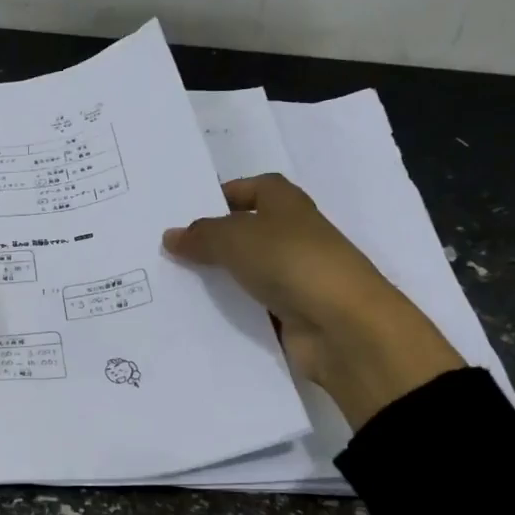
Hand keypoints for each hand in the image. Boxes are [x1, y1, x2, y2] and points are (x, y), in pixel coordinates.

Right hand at [163, 174, 462, 425]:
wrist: (344, 327)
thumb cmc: (291, 262)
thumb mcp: (236, 238)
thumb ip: (201, 235)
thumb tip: (171, 236)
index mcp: (288, 204)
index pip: (255, 188)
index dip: (225, 194)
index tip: (189, 211)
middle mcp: (294, 235)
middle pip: (248, 231)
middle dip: (214, 239)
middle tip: (170, 250)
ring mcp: (296, 276)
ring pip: (248, 271)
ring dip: (220, 277)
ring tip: (174, 283)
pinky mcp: (293, 313)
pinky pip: (254, 306)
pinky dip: (232, 309)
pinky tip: (199, 315)